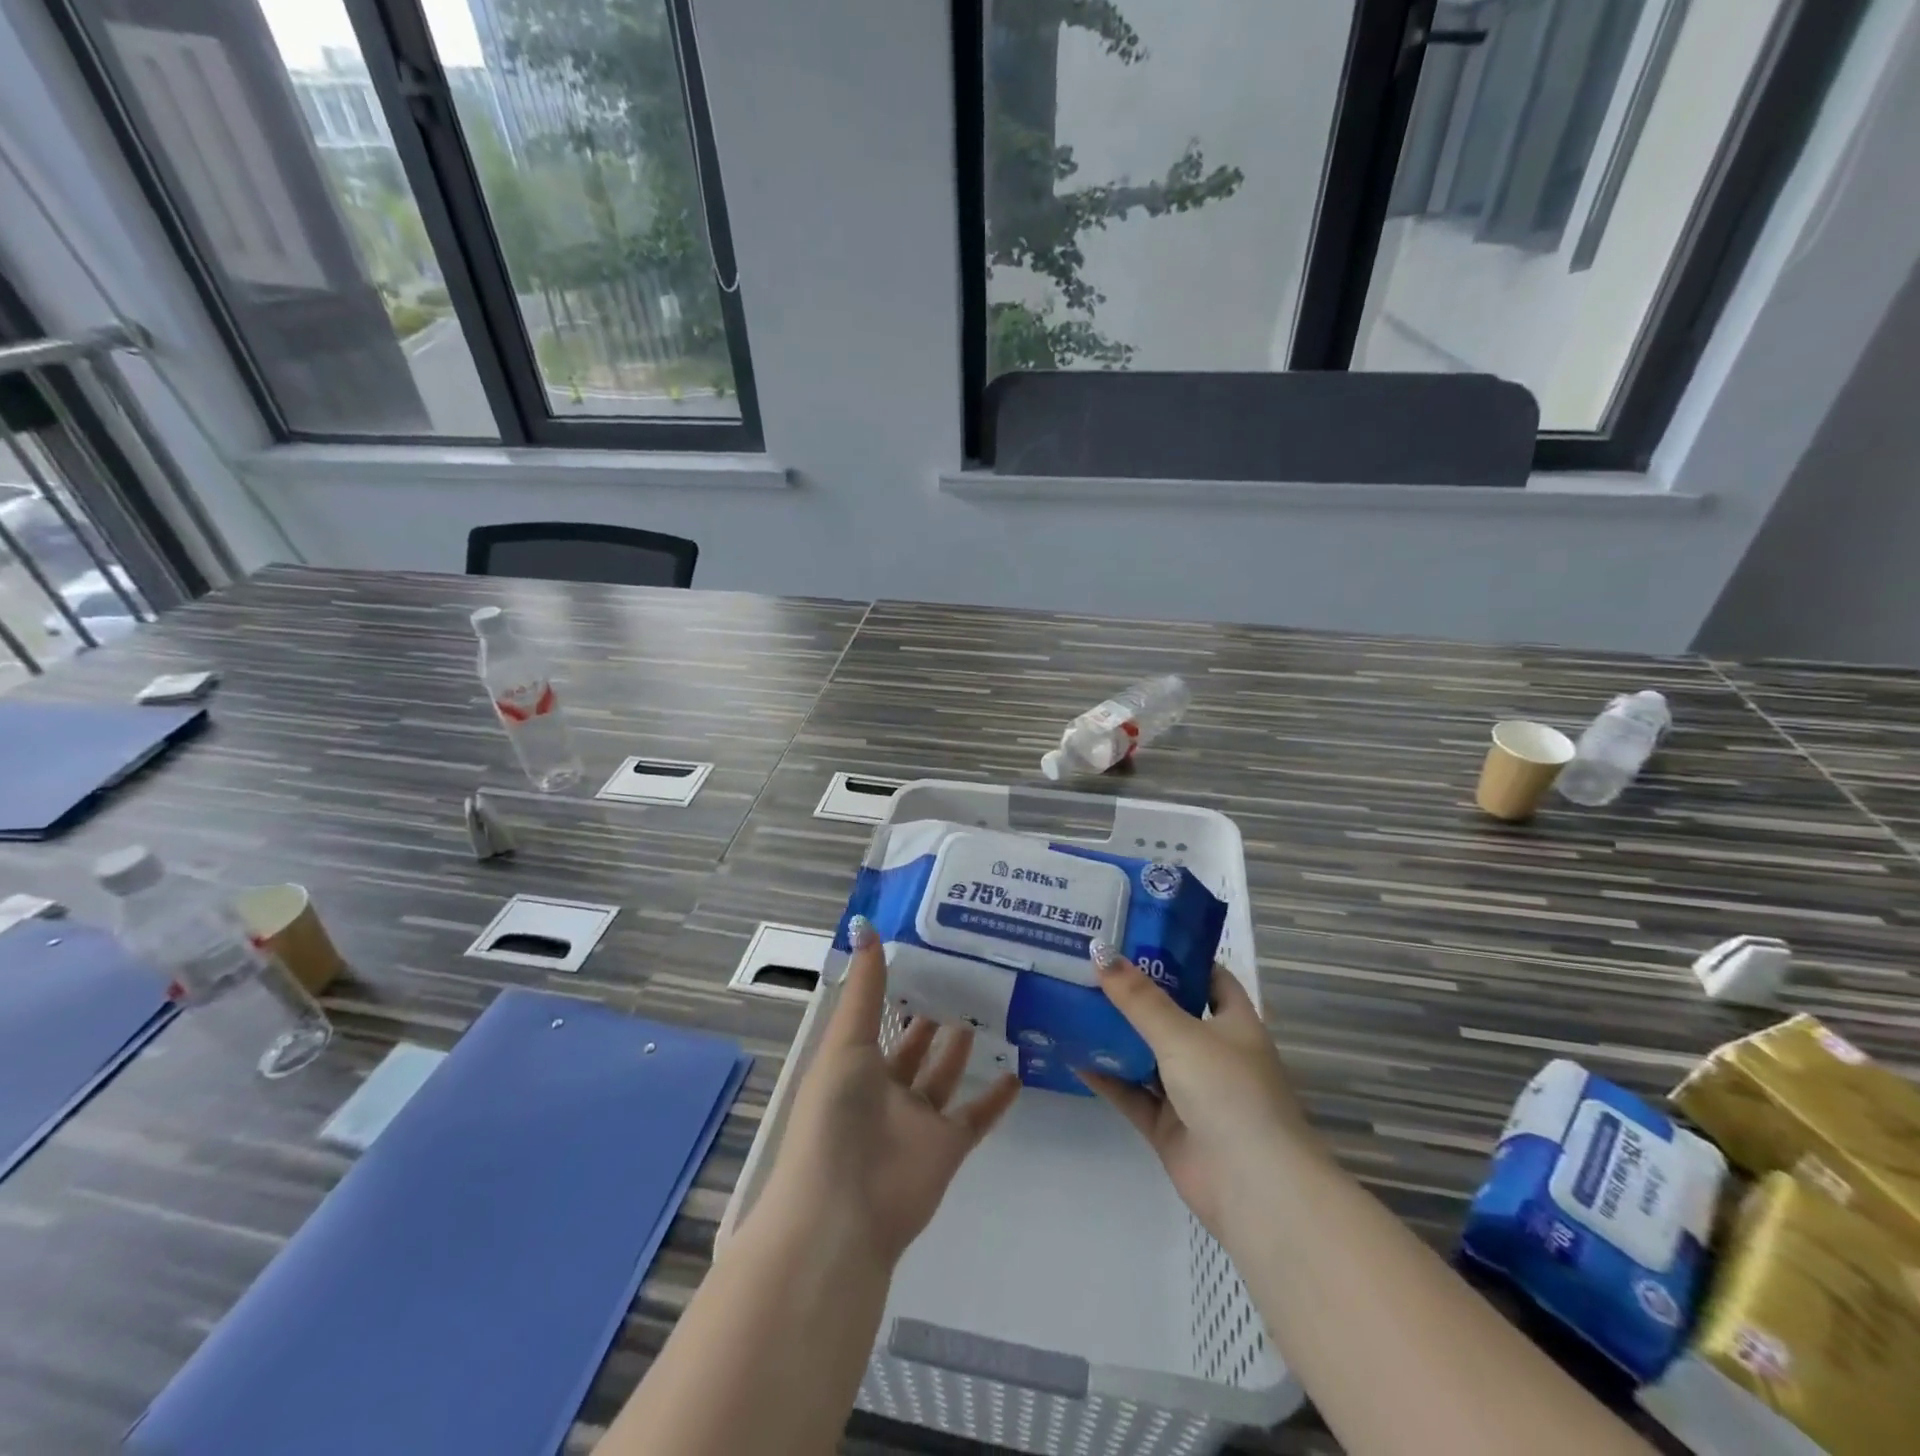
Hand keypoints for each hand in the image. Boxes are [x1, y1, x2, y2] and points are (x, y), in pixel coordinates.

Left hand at [756, 918, 1020, 1267]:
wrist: (844, 1213)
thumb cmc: (836, 1117)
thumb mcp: (845, 1043)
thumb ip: (864, 989)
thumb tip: (867, 926)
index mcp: (855, 1061)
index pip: (879, 1014)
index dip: (898, 985)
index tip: (927, 949)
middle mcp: (885, 1087)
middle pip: (915, 1043)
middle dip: (934, 1012)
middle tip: (968, 973)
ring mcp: (918, 1119)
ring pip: (945, 1075)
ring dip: (963, 1046)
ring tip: (990, 1006)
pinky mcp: (948, 1147)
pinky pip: (976, 1116)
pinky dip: (996, 1098)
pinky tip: (1017, 1069)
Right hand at [1079, 947, 1320, 1246]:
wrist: (1254, 1190)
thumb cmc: (1230, 1094)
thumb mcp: (1182, 1035)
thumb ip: (1139, 997)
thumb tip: (1100, 950)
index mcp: (1234, 1024)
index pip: (1209, 977)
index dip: (1178, 955)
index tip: (1136, 934)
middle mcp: (1214, 1053)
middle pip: (1170, 1013)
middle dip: (1134, 993)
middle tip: (1089, 963)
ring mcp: (1190, 1092)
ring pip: (1146, 1054)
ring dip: (1115, 1033)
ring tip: (1072, 1000)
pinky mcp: (1168, 1126)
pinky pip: (1131, 1092)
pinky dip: (1106, 1076)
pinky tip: (1072, 1055)